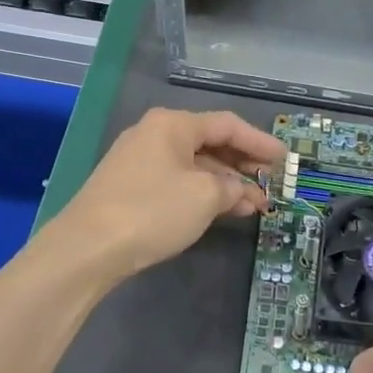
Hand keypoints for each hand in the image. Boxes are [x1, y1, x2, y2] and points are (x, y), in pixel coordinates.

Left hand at [51, 108, 285, 278]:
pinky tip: (223, 211)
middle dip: (243, 164)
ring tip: (255, 204)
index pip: (227, 124)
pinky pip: (177, 182)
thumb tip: (241, 191)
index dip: (260, 141)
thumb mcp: (204, 196)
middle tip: (271, 182)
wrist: (87, 248)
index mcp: (172, 124)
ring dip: (225, 183)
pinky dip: (203, 193)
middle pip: (210, 143)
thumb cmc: (152, 210)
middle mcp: (154, 135)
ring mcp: (139, 161)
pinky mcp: (130, 188)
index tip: (285, 159)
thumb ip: (232, 188)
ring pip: (194, 166)